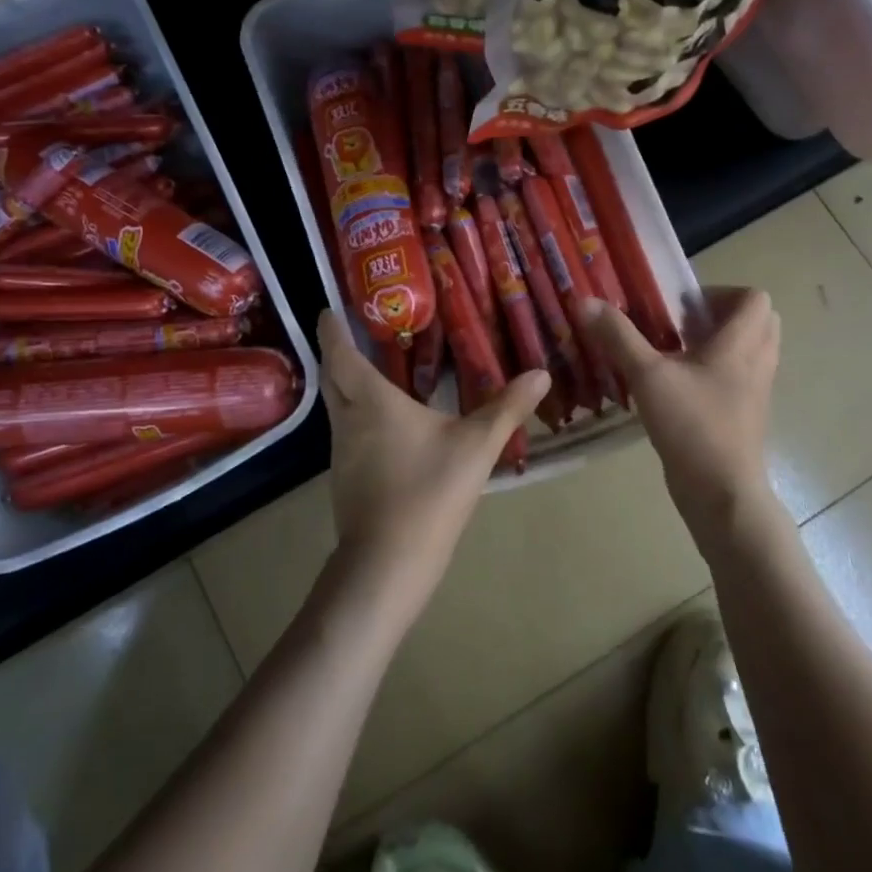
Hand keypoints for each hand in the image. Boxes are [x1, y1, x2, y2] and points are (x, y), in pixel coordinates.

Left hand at [317, 310, 549, 625]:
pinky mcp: (344, 477)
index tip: (330, 309)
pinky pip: (345, 430)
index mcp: (370, 400)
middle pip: (331, 376)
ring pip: (335, 405)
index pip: (339, 353)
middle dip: (335, 352)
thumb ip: (507, 408)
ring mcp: (340, 451)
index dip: (331, 329)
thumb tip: (541, 373)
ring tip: (373, 368)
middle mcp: (347, 419)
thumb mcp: (477, 446)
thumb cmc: (430, 492)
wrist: (388, 562)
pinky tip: (383, 422)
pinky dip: (356, 413)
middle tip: (355, 332)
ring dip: (345, 383)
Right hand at [580, 288, 783, 547]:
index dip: (721, 292)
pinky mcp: (745, 416)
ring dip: (717, 343)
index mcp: (740, 345)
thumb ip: (617, 336)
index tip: (682, 306)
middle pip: (757, 321)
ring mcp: (754, 392)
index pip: (755, 298)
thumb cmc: (691, 426)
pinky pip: (738, 377)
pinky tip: (677, 385)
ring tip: (675, 352)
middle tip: (681, 324)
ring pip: (748, 351)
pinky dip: (715, 370)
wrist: (721, 493)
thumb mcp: (647, 375)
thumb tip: (585, 301)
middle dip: (720, 315)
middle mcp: (756, 363)